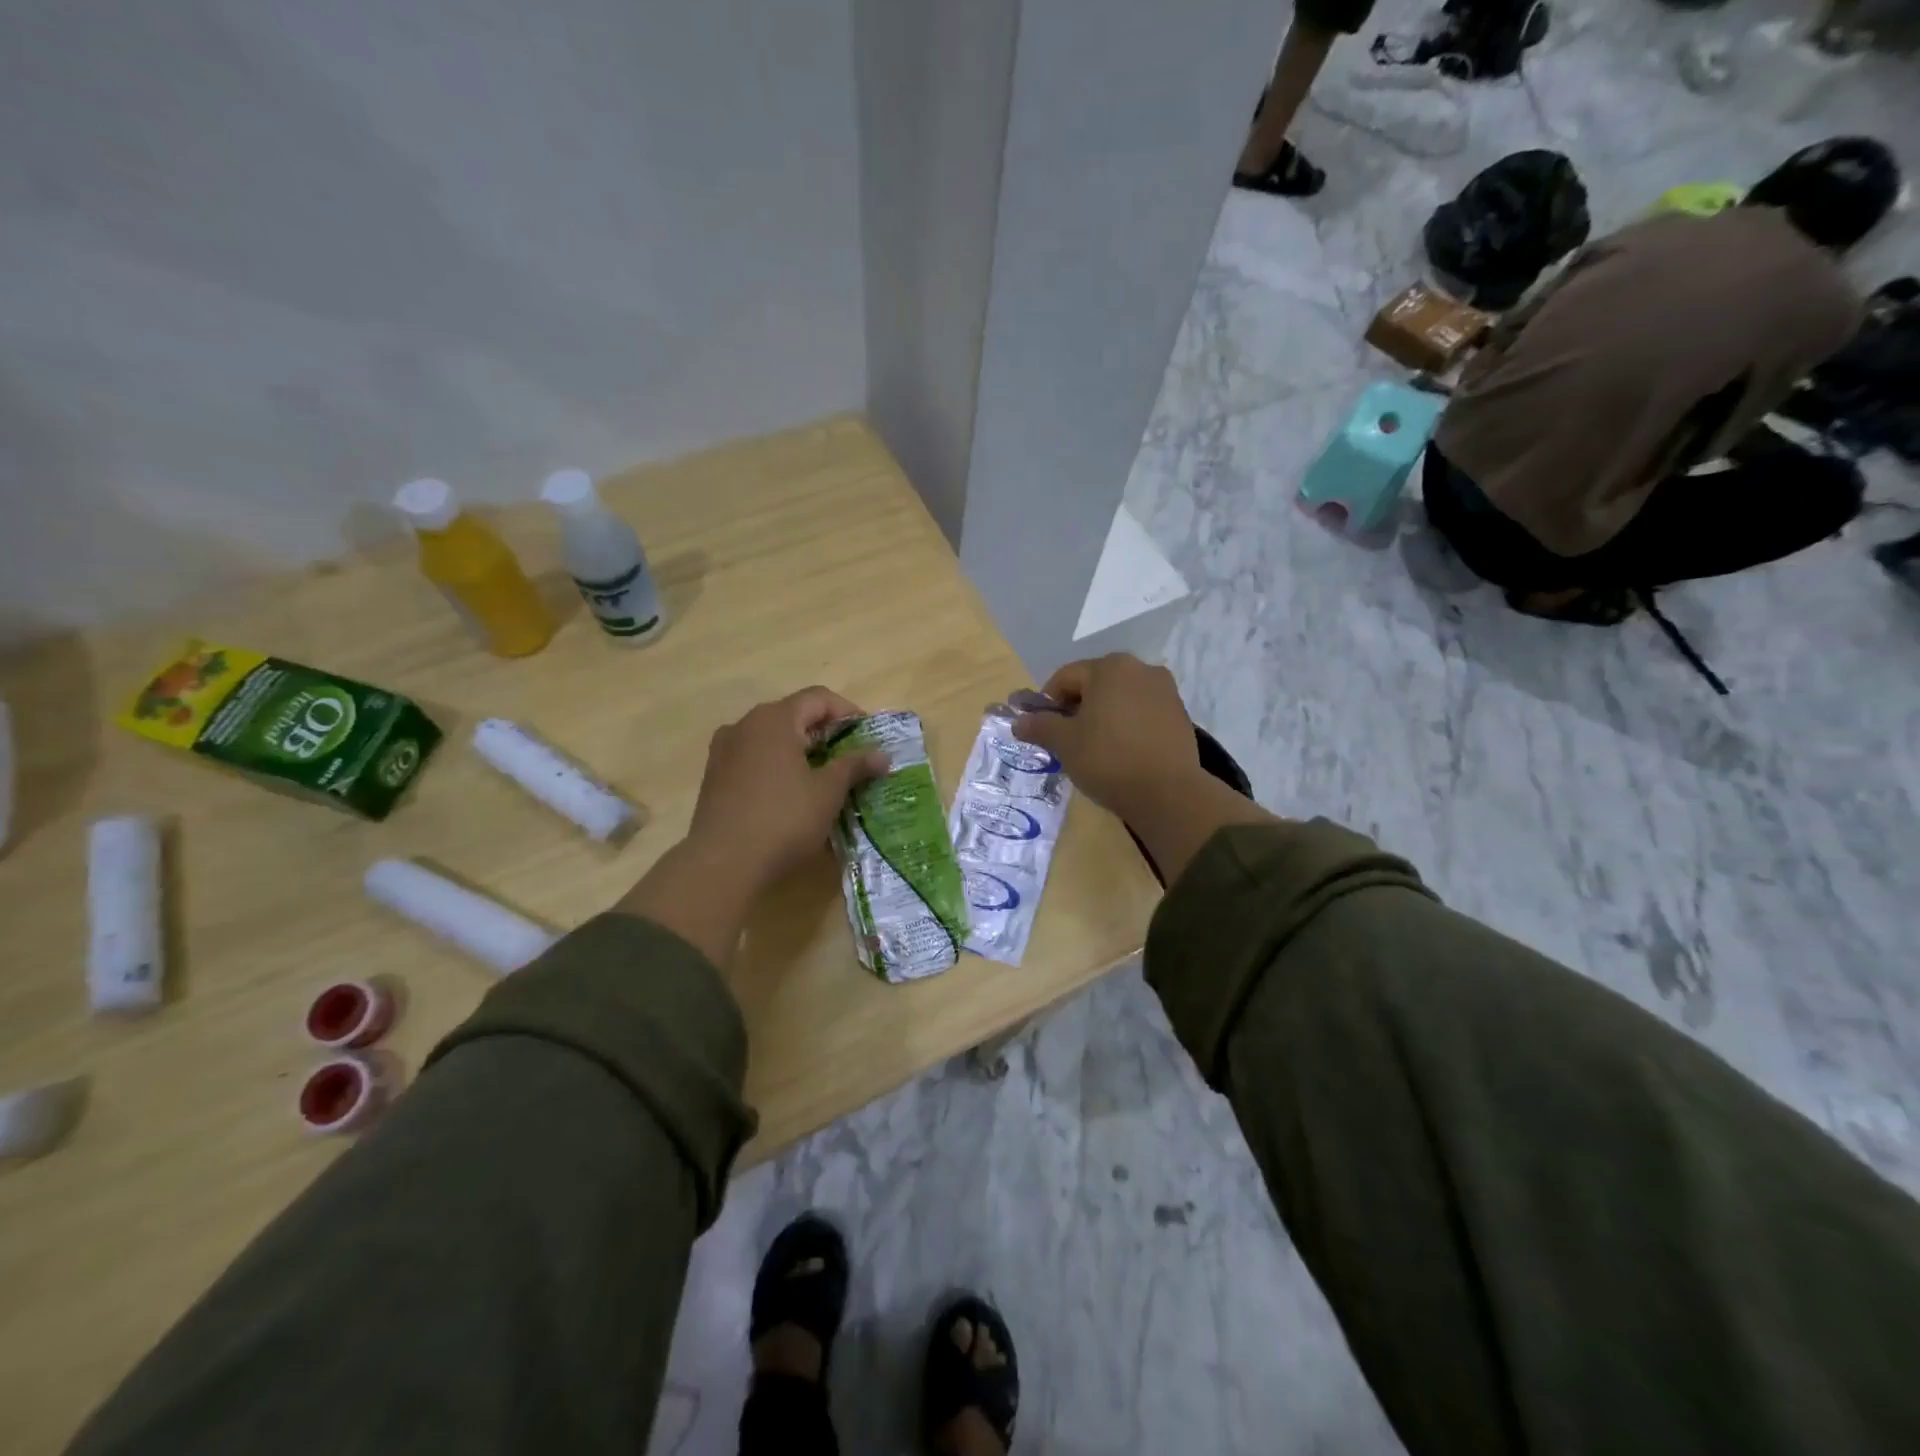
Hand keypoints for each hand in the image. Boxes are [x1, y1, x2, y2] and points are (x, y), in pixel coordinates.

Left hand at [686, 687, 889, 895]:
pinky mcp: (714, 776)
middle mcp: (745, 724)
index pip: (818, 698)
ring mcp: (724, 750)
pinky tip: (789, 792)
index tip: (868, 737)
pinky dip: (776, 764)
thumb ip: (855, 766)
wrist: (723, 864)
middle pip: (793, 714)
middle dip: (825, 732)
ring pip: (771, 737)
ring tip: (821, 776)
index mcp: (774, 719)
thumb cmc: (783, 820)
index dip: (848, 712)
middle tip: (850, 758)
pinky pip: (753, 757)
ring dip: (799, 749)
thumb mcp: (828, 792)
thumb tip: (882, 754)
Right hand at [1013, 655, 1271, 885]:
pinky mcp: (1180, 714)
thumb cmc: (1108, 759)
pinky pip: (1142, 712)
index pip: (1065, 677)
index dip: (1048, 702)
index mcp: (1110, 667)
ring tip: (1094, 747)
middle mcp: (1141, 668)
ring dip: (1102, 716)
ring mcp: (1165, 690)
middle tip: (1066, 739)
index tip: (1043, 729)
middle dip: (1076, 708)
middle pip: (1095, 684)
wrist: (1167, 793)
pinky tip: (1121, 751)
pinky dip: (1126, 725)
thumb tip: (1018, 722)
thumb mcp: (1065, 743)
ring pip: (1120, 698)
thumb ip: (1039, 726)